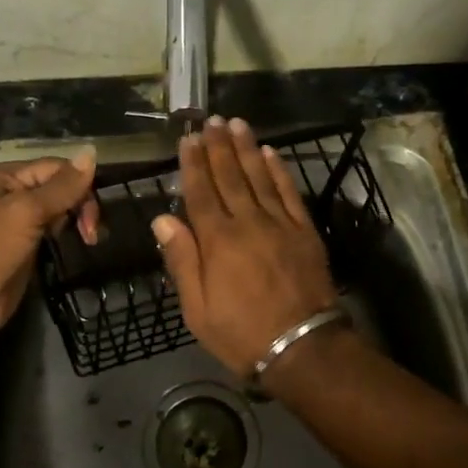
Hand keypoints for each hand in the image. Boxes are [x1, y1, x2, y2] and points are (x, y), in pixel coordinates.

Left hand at [0, 151, 99, 336]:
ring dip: (79, 222)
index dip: (81, 184)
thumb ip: (62, 186)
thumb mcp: (27, 210)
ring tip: (90, 240)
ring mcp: (21, 223)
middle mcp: (15, 194)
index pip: (58, 169)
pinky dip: (69, 237)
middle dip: (81, 206)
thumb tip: (92, 151)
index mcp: (10, 177)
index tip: (93, 213)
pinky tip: (81, 245)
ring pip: (61, 212)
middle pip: (62, 189)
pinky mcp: (27, 249)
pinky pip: (55, 234)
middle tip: (91, 233)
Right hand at [151, 116, 339, 374]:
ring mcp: (279, 223)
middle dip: (218, 146)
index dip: (193, 164)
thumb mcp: (197, 309)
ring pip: (259, 176)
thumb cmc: (242, 333)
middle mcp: (247, 222)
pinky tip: (271, 153)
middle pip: (230, 176)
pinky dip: (280, 170)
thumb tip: (163, 218)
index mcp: (218, 241)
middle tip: (211, 120)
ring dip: (247, 148)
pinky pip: (289, 192)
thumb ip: (182, 260)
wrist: (302, 346)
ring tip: (237, 124)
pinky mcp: (304, 229)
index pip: (201, 192)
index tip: (189, 139)